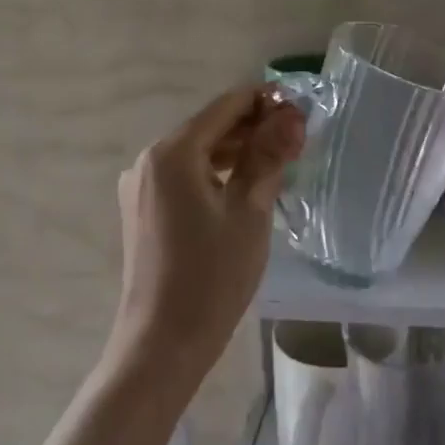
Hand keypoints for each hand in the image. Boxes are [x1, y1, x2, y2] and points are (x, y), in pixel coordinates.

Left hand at [112, 86, 305, 389]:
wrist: (162, 343)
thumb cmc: (212, 276)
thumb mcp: (250, 211)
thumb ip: (269, 155)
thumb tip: (292, 115)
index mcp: (172, 153)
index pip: (226, 106)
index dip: (266, 101)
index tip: (302, 111)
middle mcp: (149, 160)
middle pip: (209, 126)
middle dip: (254, 127)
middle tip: (298, 140)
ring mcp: (141, 186)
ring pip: (197, 152)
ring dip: (237, 150)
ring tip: (279, 160)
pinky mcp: (142, 210)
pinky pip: (185, 176)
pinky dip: (216, 172)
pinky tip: (245, 185)